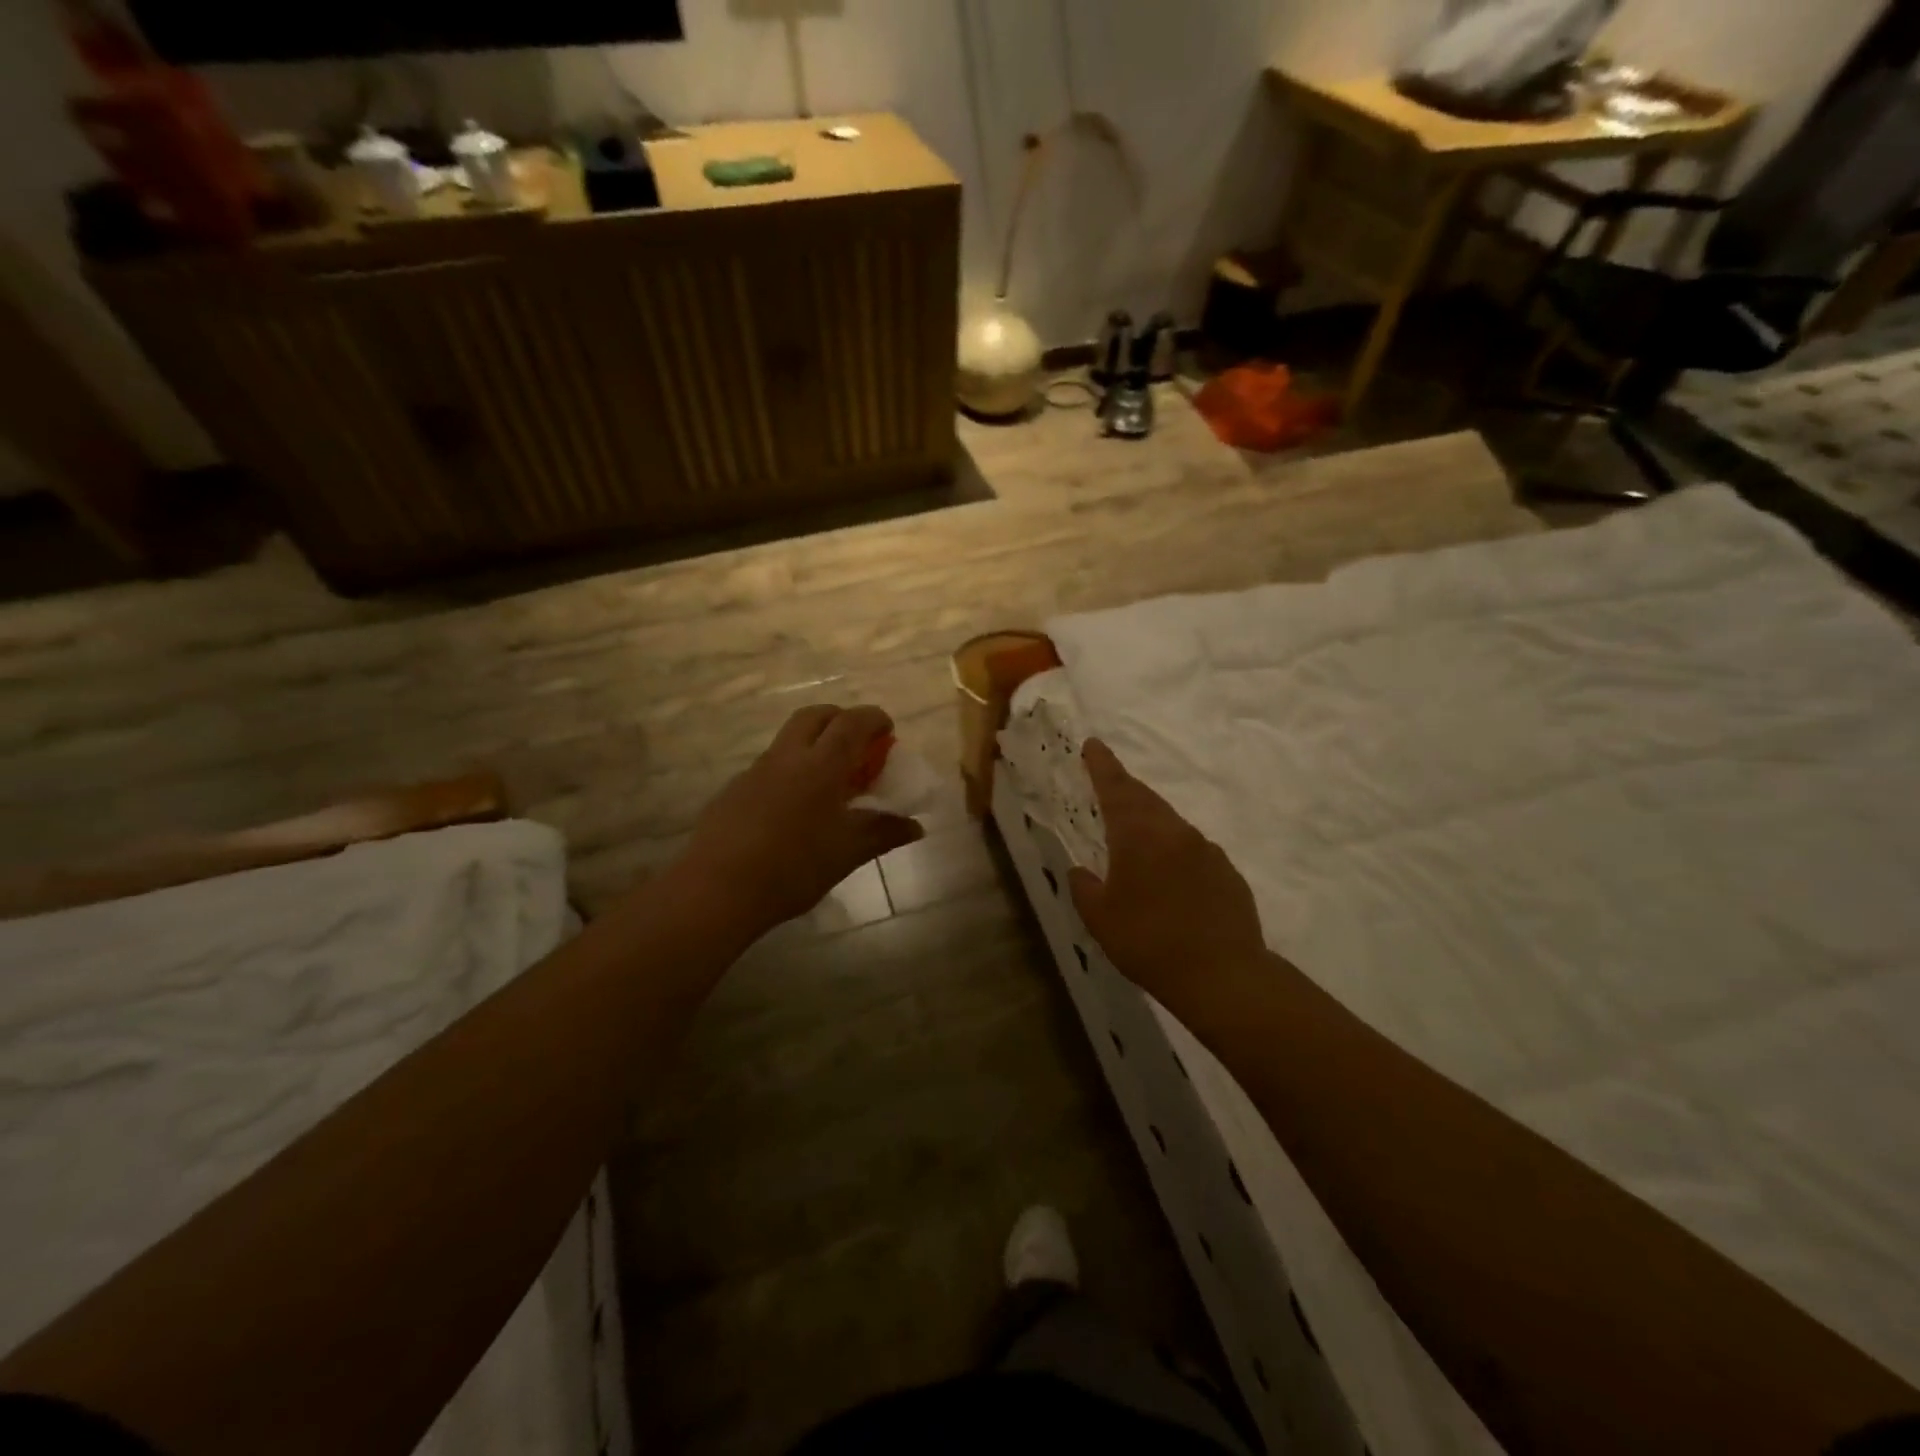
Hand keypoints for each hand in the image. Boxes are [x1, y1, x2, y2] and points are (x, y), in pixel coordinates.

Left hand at [676, 705, 923, 933]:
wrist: (718, 889)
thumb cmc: (793, 868)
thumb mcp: (847, 853)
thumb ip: (883, 833)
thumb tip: (915, 826)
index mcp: (820, 766)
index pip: (852, 723)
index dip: (874, 719)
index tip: (888, 730)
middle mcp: (786, 757)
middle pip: (815, 716)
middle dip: (840, 719)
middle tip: (857, 745)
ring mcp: (755, 772)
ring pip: (789, 739)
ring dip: (813, 745)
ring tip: (828, 782)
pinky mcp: (734, 791)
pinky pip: (769, 767)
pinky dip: (790, 772)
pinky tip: (793, 810)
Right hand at [1069, 740, 1267, 1020]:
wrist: (1222, 975)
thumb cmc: (1149, 942)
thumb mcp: (1100, 919)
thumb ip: (1085, 888)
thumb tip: (1080, 871)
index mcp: (1139, 836)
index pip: (1116, 788)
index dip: (1102, 765)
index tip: (1093, 744)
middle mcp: (1174, 832)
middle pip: (1146, 799)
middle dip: (1125, 788)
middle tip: (1109, 784)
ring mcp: (1206, 850)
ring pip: (1171, 824)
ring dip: (1151, 821)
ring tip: (1136, 838)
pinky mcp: (1227, 872)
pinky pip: (1193, 850)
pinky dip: (1175, 851)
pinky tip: (1171, 878)